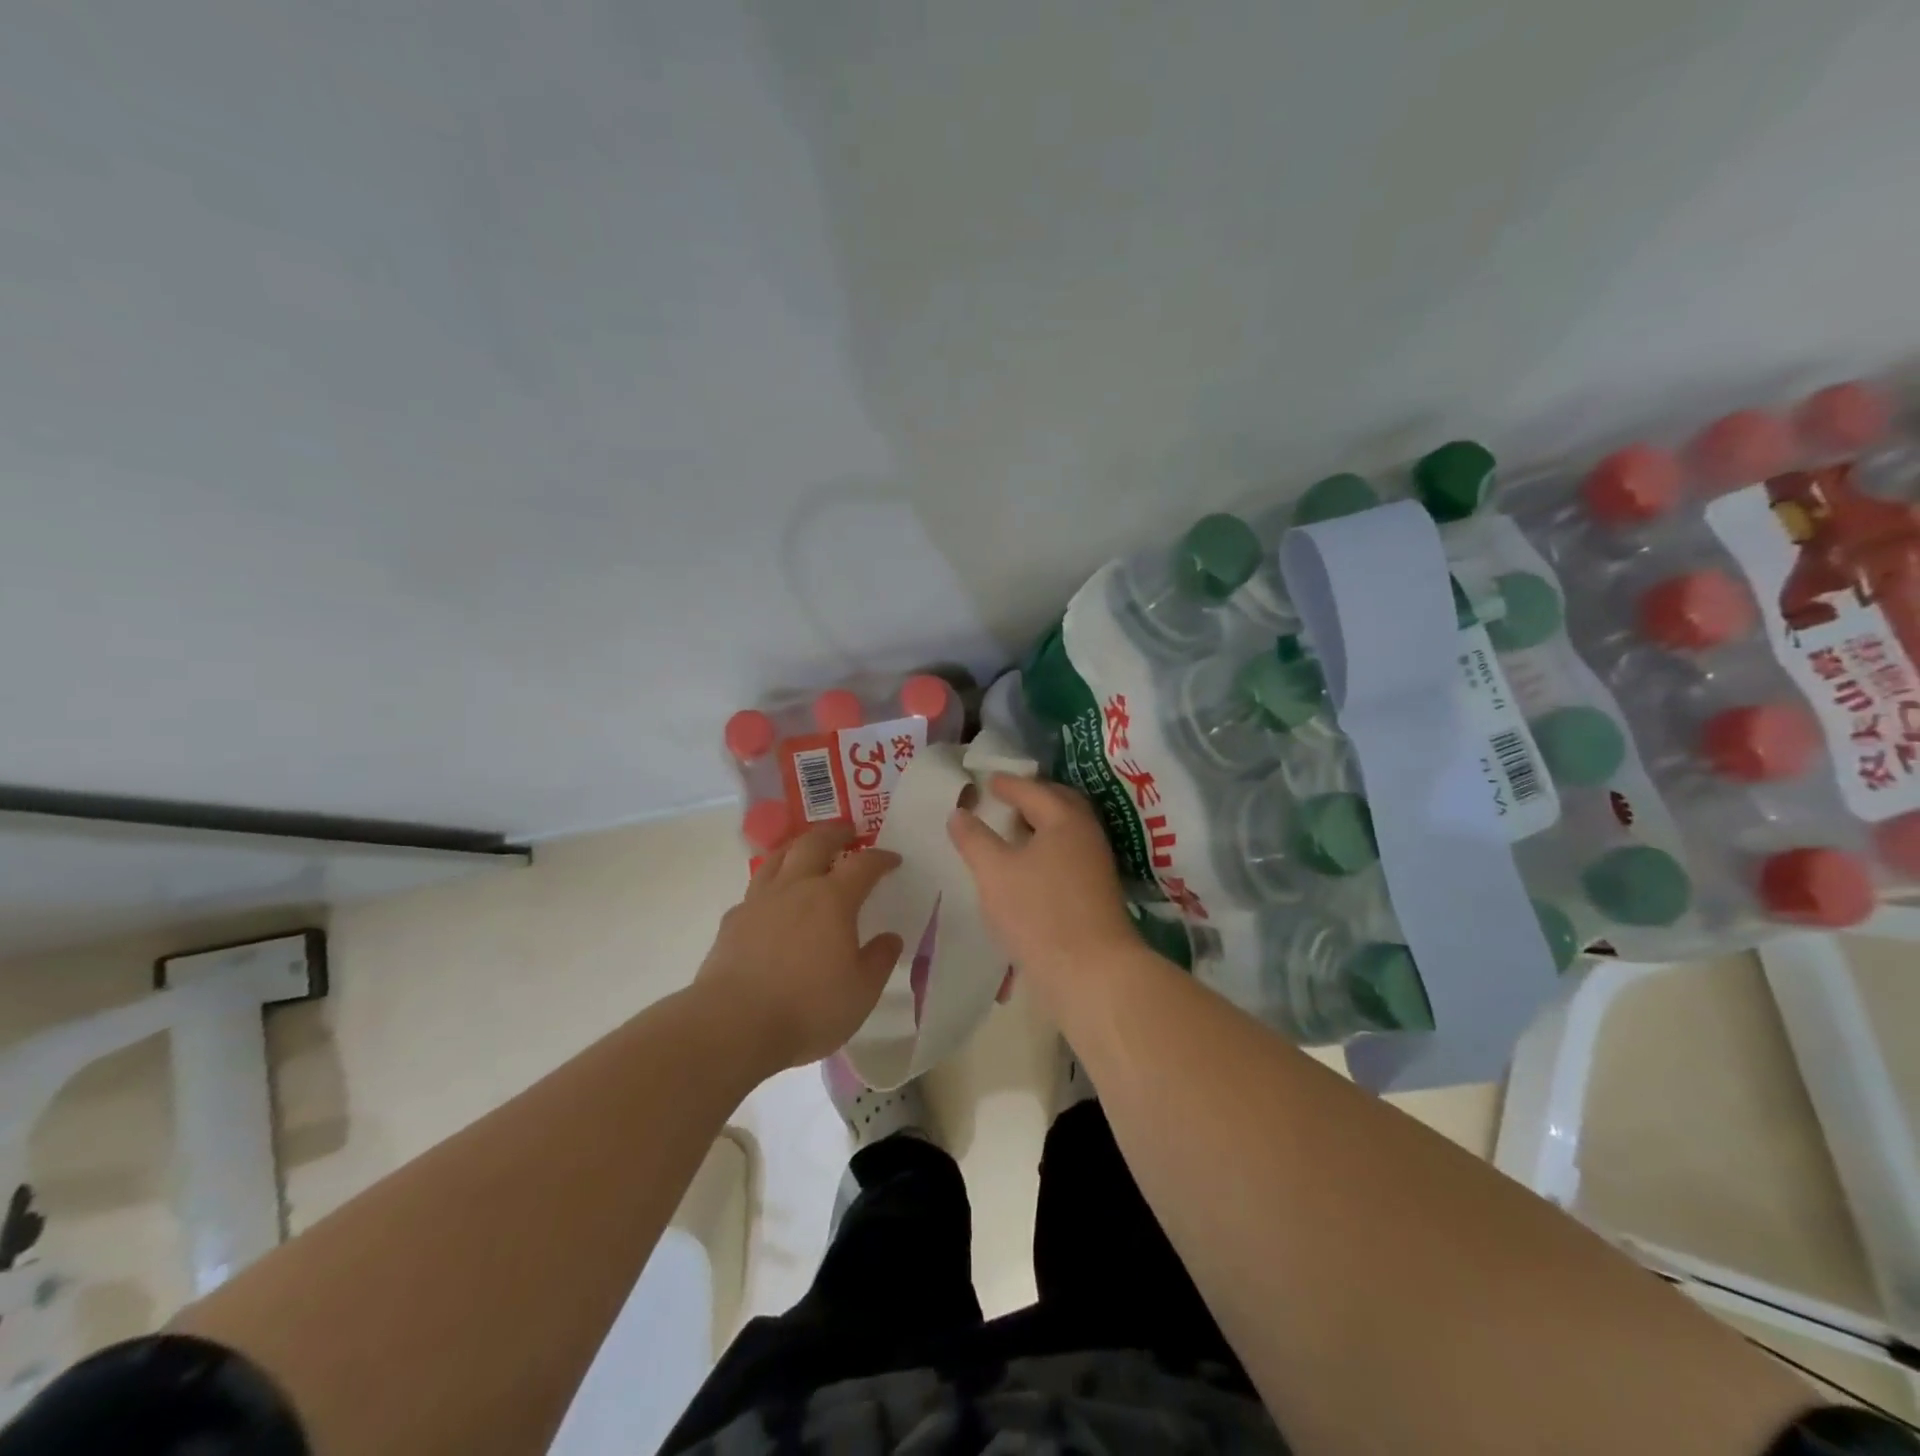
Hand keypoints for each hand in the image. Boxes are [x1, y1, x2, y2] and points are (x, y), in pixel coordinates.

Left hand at [697, 825, 904, 1072]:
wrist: (733, 1025)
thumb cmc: (807, 1008)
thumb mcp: (861, 992)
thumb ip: (879, 960)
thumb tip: (890, 938)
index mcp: (833, 900)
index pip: (863, 865)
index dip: (881, 858)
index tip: (893, 859)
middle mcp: (795, 888)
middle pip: (815, 843)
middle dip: (836, 833)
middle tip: (849, 832)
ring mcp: (759, 901)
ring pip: (778, 857)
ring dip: (798, 846)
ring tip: (807, 849)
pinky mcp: (732, 921)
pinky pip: (755, 890)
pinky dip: (770, 885)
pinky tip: (772, 901)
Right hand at [947, 776, 1137, 984]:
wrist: (1092, 971)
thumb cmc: (1039, 913)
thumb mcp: (994, 872)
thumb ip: (974, 839)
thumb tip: (959, 812)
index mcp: (1064, 819)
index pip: (1033, 790)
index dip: (1007, 784)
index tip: (987, 780)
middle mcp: (1087, 834)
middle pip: (1059, 804)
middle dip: (1032, 797)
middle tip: (1006, 798)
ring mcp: (1097, 864)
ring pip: (1066, 831)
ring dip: (1042, 824)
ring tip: (1013, 831)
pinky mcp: (1097, 891)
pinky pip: (1069, 854)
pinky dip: (1049, 848)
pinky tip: (1030, 866)